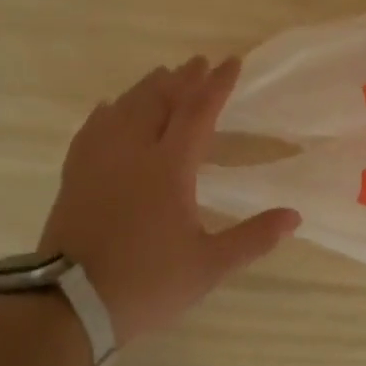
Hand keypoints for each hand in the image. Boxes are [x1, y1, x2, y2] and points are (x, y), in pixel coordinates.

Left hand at [38, 55, 299, 346]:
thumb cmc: (146, 283)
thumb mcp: (208, 266)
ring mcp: (98, 160)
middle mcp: (132, 151)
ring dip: (147, 88)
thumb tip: (294, 216)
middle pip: (159, 100)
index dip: (217, 85)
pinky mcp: (74, 174)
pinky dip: (107, 112)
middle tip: (198, 63)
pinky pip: (92, 129)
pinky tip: (108, 108)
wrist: (71, 303)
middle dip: (182, 78)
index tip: (232, 62)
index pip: (198, 112)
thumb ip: (253, 238)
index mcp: (169, 167)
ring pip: (124, 108)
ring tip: (162, 76)